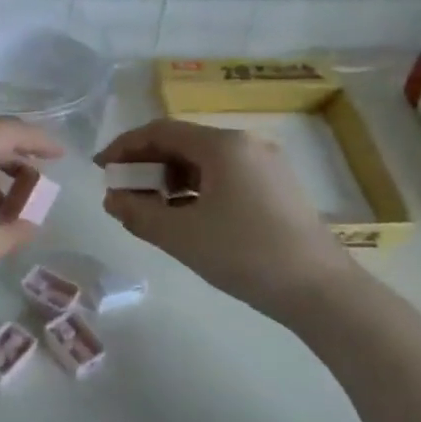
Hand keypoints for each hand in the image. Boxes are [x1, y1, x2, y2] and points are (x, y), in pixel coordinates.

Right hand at [96, 118, 358, 322]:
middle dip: (146, 164)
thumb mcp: (180, 235)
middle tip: (121, 192)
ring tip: (147, 208)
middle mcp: (246, 145)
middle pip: (182, 143)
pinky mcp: (275, 188)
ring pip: (202, 162)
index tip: (101, 169)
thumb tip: (112, 199)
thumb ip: (137, 213)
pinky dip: (193, 190)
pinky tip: (182, 216)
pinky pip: (222, 177)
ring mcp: (265, 165)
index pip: (160, 131)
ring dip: (168, 179)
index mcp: (223, 145)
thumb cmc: (244, 254)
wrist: (320, 291)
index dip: (125, 146)